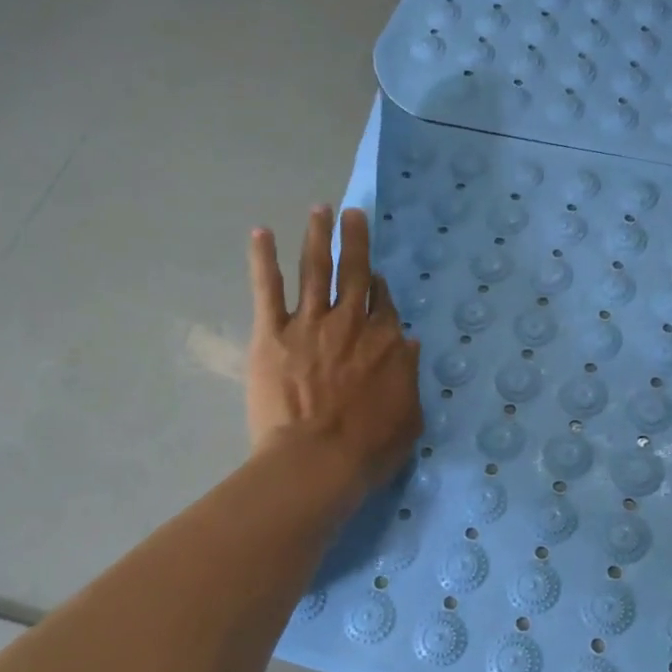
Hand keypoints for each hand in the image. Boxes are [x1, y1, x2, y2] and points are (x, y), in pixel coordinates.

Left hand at [247, 205, 422, 493]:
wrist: (317, 460)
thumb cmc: (368, 449)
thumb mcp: (409, 417)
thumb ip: (409, 376)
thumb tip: (410, 344)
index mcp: (385, 341)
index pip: (384, 302)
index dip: (378, 286)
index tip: (374, 277)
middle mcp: (351, 322)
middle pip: (353, 271)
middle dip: (354, 239)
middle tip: (352, 213)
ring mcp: (310, 323)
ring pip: (315, 269)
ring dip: (318, 236)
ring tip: (319, 210)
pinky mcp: (272, 333)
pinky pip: (267, 288)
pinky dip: (263, 259)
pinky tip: (261, 233)